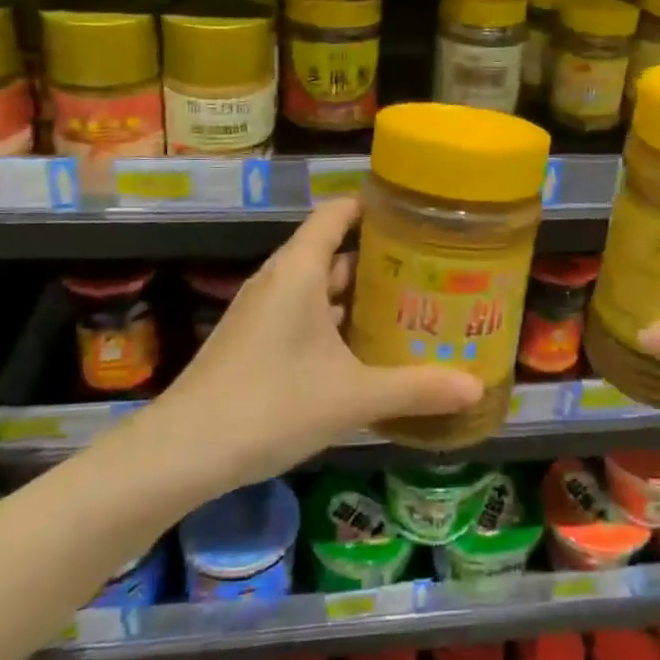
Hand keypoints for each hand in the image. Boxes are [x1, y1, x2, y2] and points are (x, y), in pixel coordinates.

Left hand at [154, 197, 482, 487]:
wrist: (182, 452)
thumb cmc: (271, 404)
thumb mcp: (352, 397)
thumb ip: (416, 389)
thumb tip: (477, 388)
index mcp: (299, 270)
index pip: (337, 213)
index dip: (373, 207)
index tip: (415, 215)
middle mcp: (279, 280)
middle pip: (333, 251)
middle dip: (379, 259)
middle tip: (429, 269)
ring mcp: (262, 311)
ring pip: (318, 288)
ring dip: (357, 295)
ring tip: (407, 306)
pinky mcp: (252, 341)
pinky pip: (302, 315)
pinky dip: (334, 322)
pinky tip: (362, 351)